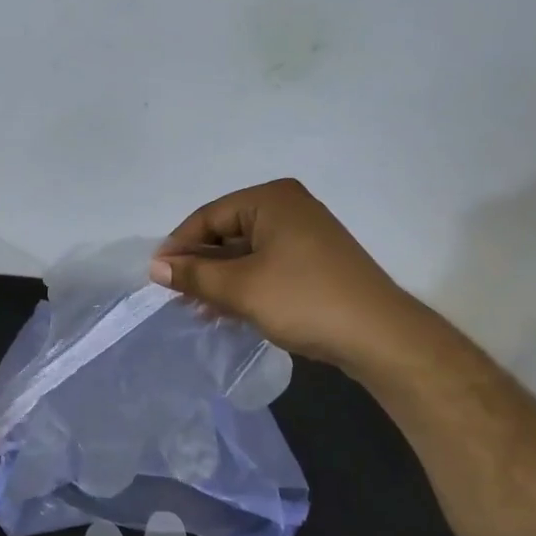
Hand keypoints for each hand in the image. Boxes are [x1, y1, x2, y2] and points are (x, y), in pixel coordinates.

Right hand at [149, 178, 424, 371]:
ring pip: (246, 252)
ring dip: (219, 279)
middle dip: (200, 265)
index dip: (179, 245)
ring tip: (196, 309)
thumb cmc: (304, 300)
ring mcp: (305, 235)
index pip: (209, 216)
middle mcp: (288, 207)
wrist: (380, 337)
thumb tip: (155, 267)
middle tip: (175, 294)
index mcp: (270, 199)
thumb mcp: (240, 288)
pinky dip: (244, 285)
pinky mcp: (314, 262)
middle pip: (227, 232)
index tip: (157, 276)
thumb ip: (194, 275)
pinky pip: (266, 265)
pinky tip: (225, 311)